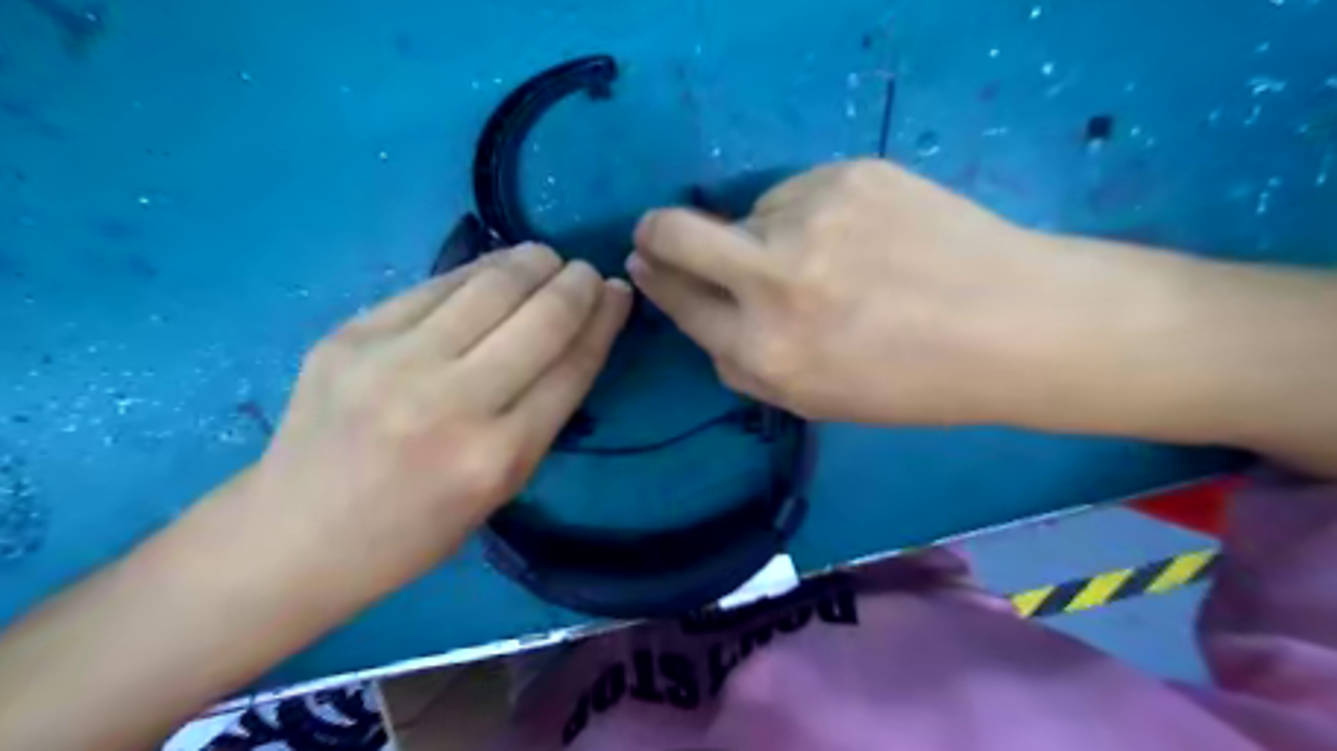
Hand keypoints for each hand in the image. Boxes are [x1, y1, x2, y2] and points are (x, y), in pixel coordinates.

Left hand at [246, 247, 633, 592]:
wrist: (295, 535)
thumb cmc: (415, 529)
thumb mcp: (501, 489)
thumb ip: (541, 415)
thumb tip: (576, 341)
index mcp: (497, 456)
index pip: (572, 367)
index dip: (604, 321)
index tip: (619, 294)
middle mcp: (451, 402)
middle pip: (540, 318)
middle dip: (577, 284)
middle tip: (587, 274)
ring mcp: (394, 361)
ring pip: (490, 286)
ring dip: (531, 263)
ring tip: (547, 259)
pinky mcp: (351, 334)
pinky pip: (436, 285)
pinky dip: (478, 271)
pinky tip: (495, 269)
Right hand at [627, 159, 1084, 428]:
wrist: (1016, 325)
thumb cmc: (912, 382)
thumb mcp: (813, 400)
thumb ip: (742, 364)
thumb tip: (695, 311)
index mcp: (765, 352)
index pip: (679, 301)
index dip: (656, 280)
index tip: (644, 262)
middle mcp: (773, 280)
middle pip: (674, 233)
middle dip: (657, 235)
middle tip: (663, 236)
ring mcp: (810, 218)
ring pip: (747, 213)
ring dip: (763, 234)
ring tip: (828, 258)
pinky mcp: (848, 175)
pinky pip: (796, 192)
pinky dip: (808, 214)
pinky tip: (860, 237)